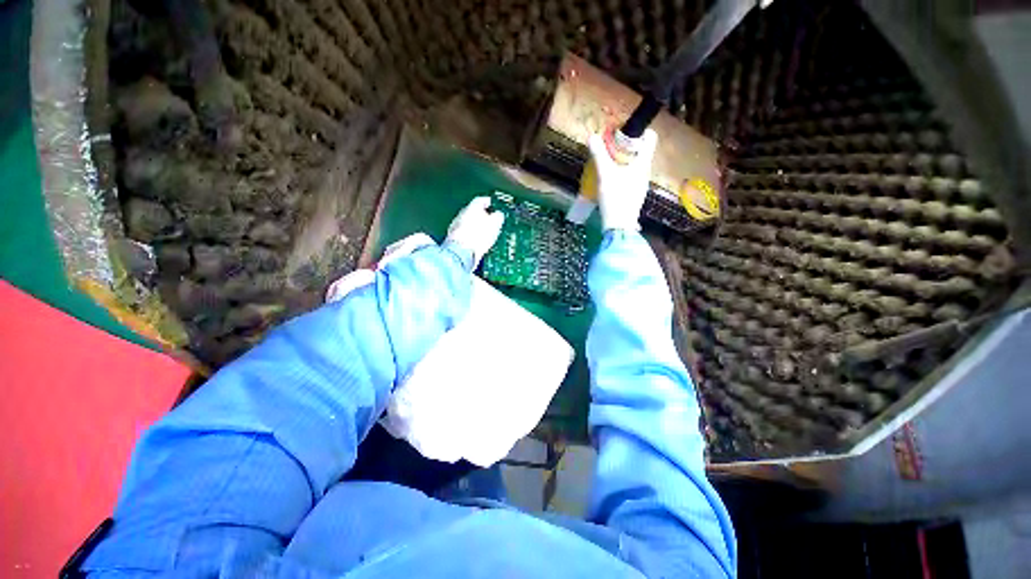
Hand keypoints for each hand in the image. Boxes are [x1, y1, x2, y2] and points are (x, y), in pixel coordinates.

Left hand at [445, 196, 504, 268]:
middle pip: (473, 211)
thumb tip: (499, 215)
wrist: (462, 254)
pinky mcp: (454, 240)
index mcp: (472, 207)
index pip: (481, 200)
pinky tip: (477, 242)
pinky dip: (471, 237)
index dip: (488, 202)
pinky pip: (465, 235)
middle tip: (490, 220)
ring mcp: (456, 228)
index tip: (491, 204)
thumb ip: (498, 216)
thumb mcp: (495, 224)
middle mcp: (462, 215)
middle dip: (481, 215)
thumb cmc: (477, 237)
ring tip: (484, 233)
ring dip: (475, 227)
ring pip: (468, 223)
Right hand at [587, 128, 658, 230]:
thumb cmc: (615, 197)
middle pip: (641, 151)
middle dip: (626, 147)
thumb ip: (599, 155)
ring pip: (635, 165)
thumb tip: (592, 136)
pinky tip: (610, 181)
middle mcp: (645, 172)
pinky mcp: (634, 195)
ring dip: (623, 161)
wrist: (619, 226)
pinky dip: (622, 174)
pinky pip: (631, 177)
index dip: (639, 131)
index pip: (650, 138)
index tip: (623, 132)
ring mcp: (641, 184)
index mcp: (643, 163)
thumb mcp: (605, 174)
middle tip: (610, 148)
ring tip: (607, 164)